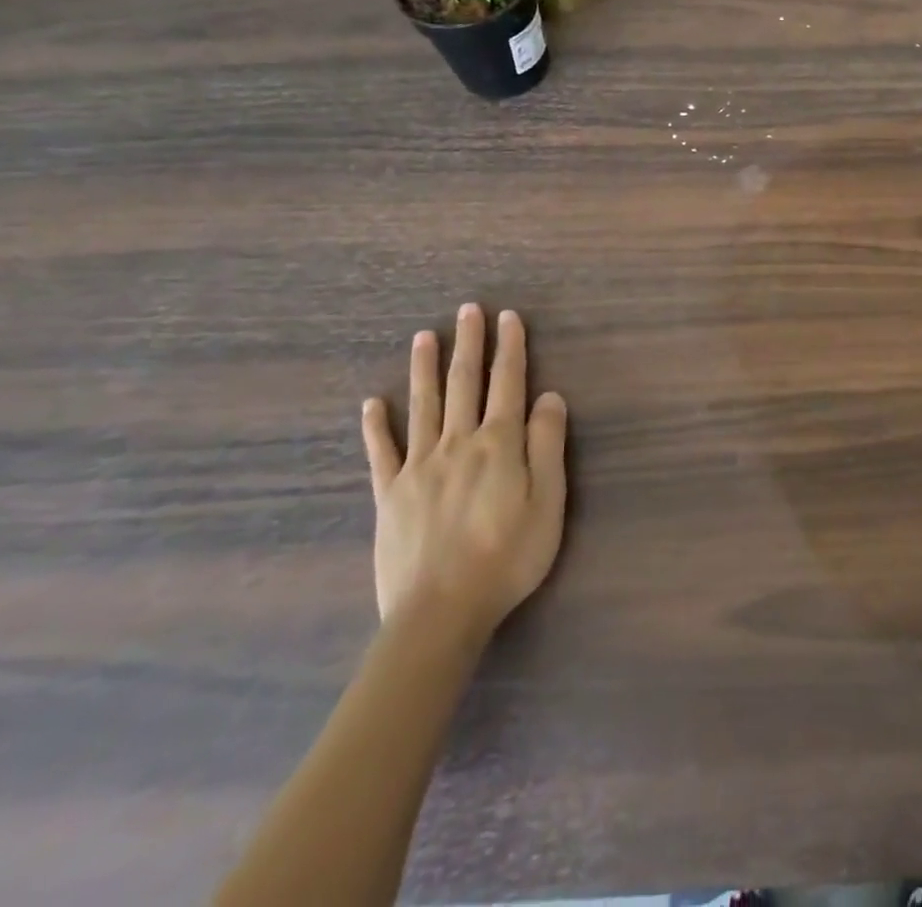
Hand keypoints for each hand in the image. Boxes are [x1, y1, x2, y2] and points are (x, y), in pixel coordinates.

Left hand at [361, 305, 567, 646]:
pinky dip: (377, 426)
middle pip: (464, 383)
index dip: (510, 348)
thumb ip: (547, 445)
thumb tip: (549, 396)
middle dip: (468, 343)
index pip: (508, 383)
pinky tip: (372, 404)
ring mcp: (419, 466)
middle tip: (468, 310)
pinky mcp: (390, 494)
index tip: (508, 317)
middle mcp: (458, 443)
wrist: (440, 612)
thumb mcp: (548, 502)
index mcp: (499, 444)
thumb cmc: (507, 557)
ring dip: (424, 368)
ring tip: (424, 336)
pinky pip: (381, 452)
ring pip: (423, 405)